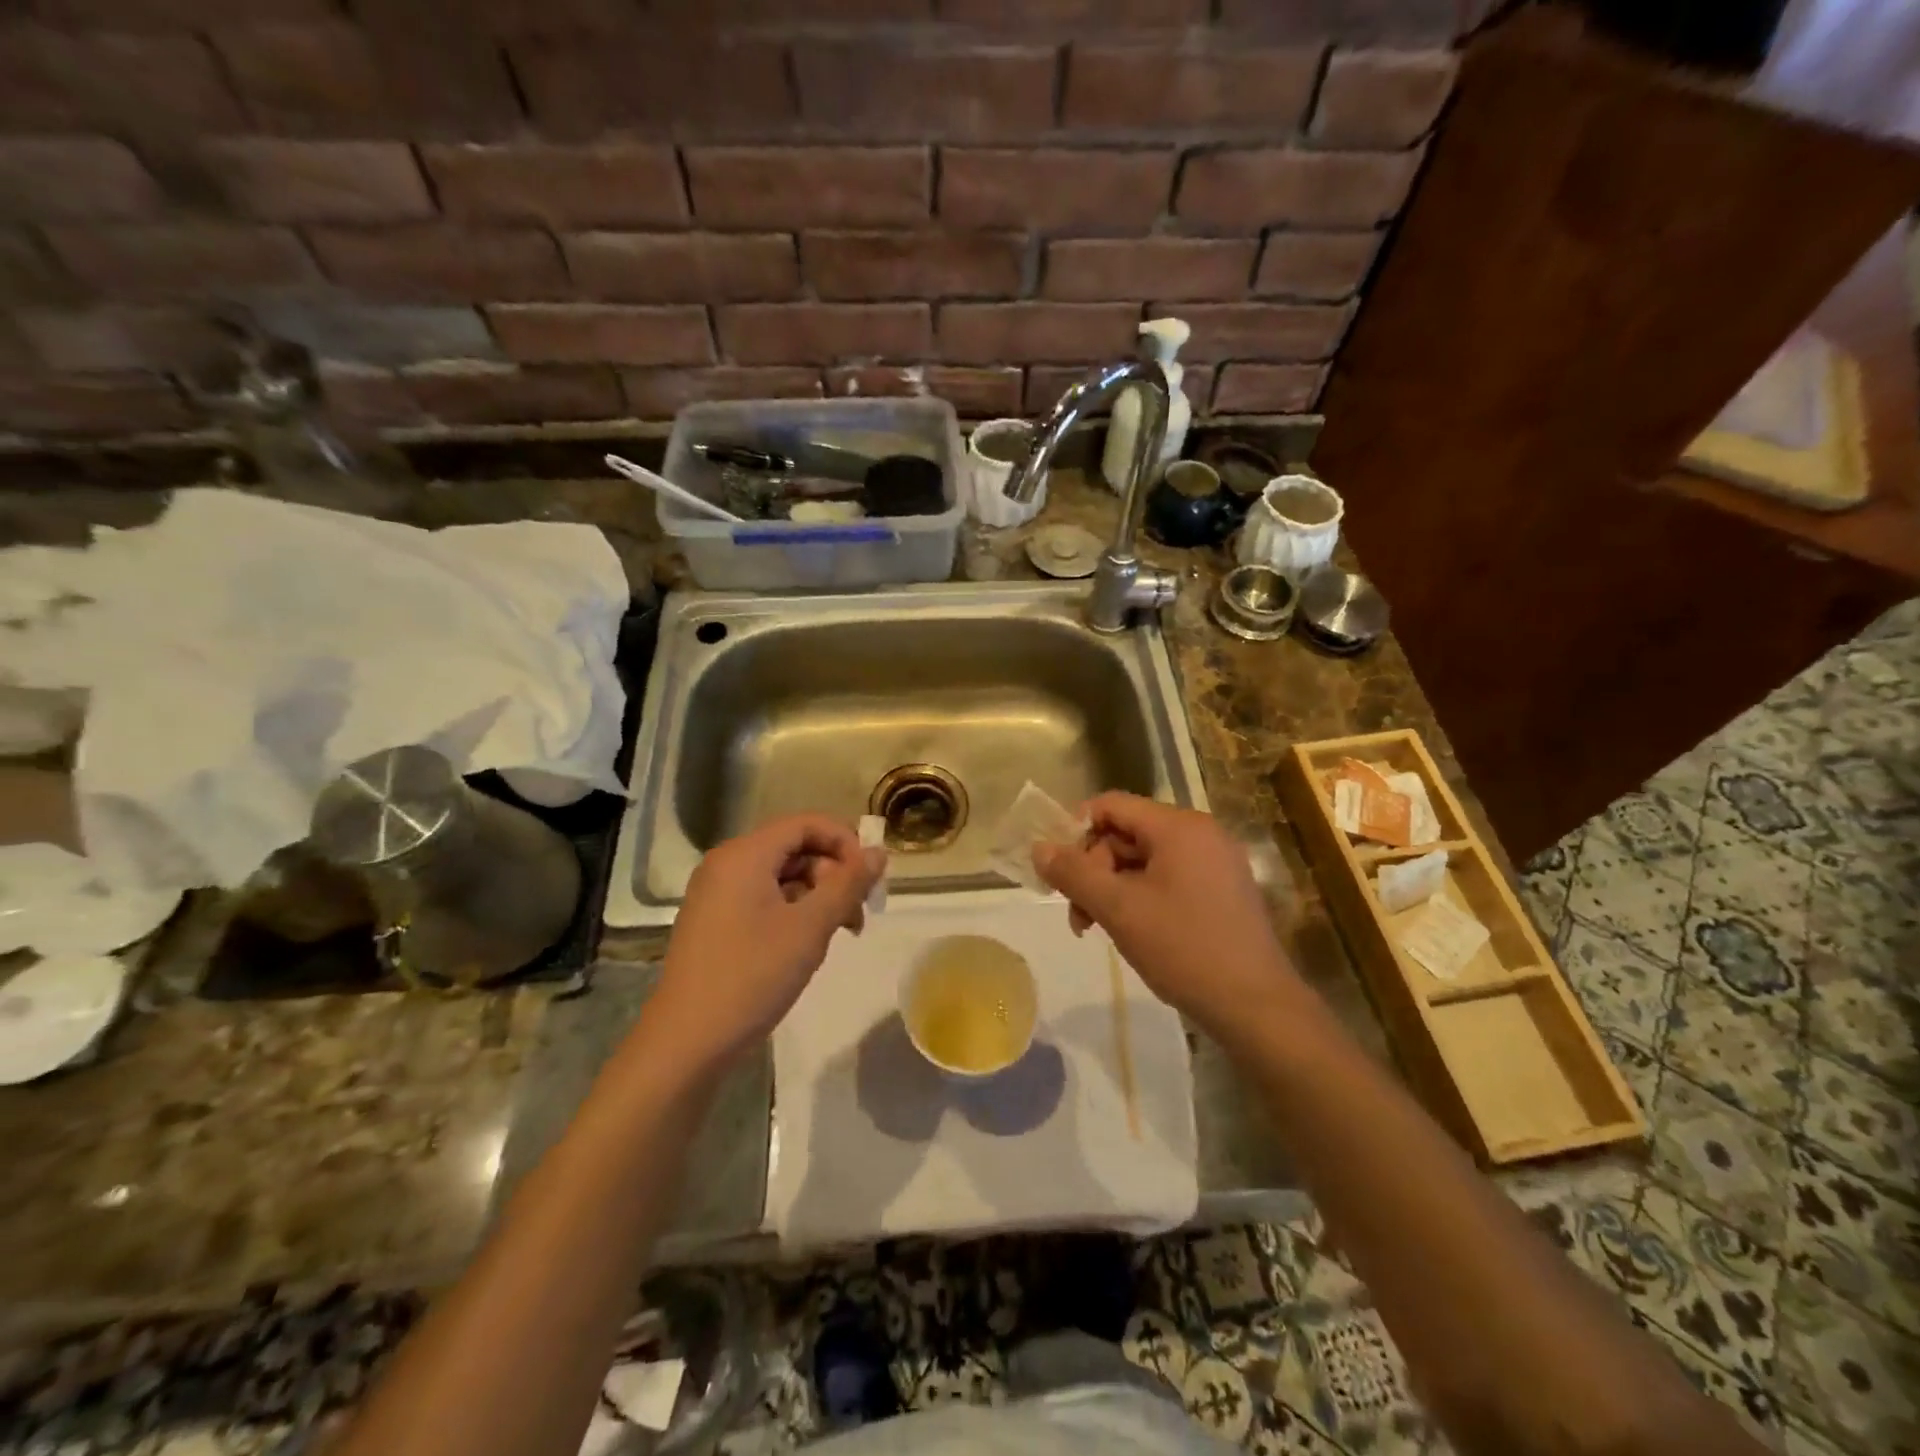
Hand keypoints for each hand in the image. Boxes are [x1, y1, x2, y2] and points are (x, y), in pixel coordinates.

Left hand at [649, 815, 884, 1070]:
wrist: (686, 1042)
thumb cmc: (752, 976)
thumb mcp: (810, 927)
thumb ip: (848, 884)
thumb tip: (878, 852)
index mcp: (744, 855)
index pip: (806, 824)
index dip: (845, 842)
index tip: (870, 877)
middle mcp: (727, 864)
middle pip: (795, 848)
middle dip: (834, 874)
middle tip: (859, 914)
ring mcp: (717, 893)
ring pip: (782, 876)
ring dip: (818, 896)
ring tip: (840, 933)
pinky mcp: (716, 920)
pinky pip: (764, 898)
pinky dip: (794, 911)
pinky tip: (808, 943)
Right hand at [1033, 793, 1296, 1032]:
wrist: (1257, 1008)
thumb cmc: (1184, 949)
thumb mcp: (1118, 909)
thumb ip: (1073, 874)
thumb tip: (1038, 849)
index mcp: (1179, 826)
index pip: (1111, 805)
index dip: (1076, 831)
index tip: (1059, 870)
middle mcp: (1201, 833)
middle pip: (1127, 833)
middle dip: (1094, 869)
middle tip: (1079, 914)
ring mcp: (1216, 862)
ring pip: (1145, 859)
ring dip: (1113, 887)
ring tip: (1097, 928)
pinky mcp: (1223, 890)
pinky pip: (1169, 877)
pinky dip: (1141, 896)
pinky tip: (1132, 930)